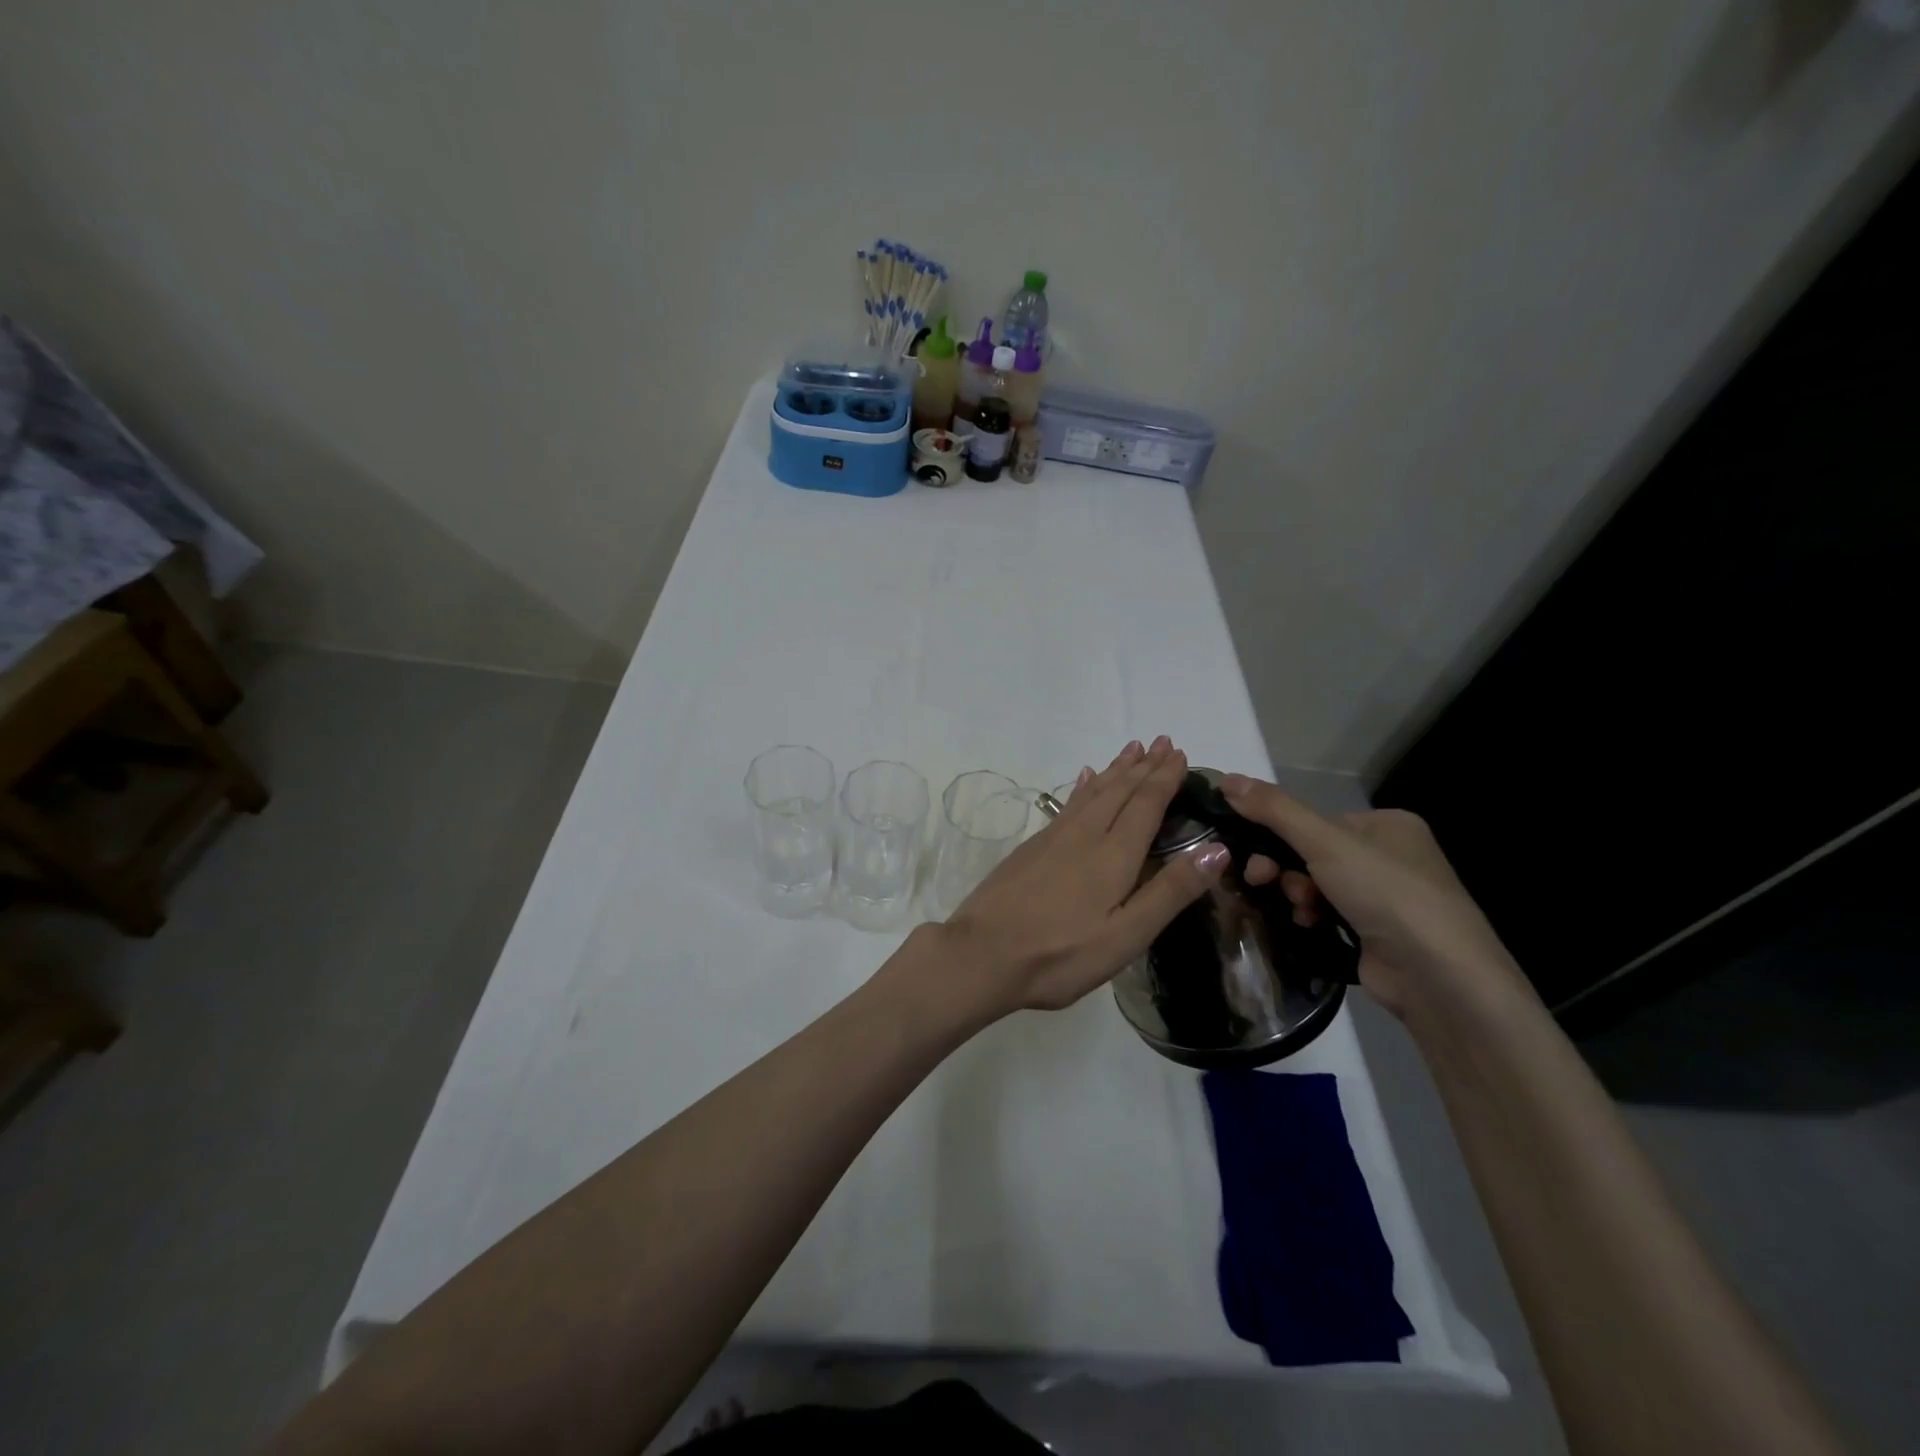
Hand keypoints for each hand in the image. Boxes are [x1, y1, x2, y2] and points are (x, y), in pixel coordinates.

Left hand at [934, 737, 1229, 1017]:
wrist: (982, 954)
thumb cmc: (1061, 954)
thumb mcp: (1126, 935)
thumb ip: (1170, 891)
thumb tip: (1217, 848)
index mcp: (1113, 855)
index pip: (1146, 804)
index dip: (1164, 778)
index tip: (1180, 754)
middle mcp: (1084, 835)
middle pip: (1119, 790)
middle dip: (1144, 766)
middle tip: (1162, 741)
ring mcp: (1053, 838)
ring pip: (1092, 792)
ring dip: (1115, 770)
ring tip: (1131, 750)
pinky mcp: (1031, 847)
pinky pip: (1068, 803)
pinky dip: (1083, 786)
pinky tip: (1083, 778)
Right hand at [1222, 774, 1529, 1019]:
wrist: (1438, 977)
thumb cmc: (1386, 893)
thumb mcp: (1325, 842)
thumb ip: (1274, 810)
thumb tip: (1226, 778)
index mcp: (1387, 825)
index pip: (1316, 820)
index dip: (1278, 833)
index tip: (1250, 851)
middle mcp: (1390, 857)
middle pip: (1312, 853)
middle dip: (1284, 868)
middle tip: (1260, 880)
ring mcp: (1385, 899)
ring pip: (1316, 885)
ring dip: (1296, 894)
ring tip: (1300, 909)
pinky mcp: (1376, 934)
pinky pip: (1327, 914)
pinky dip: (1311, 917)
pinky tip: (1308, 925)